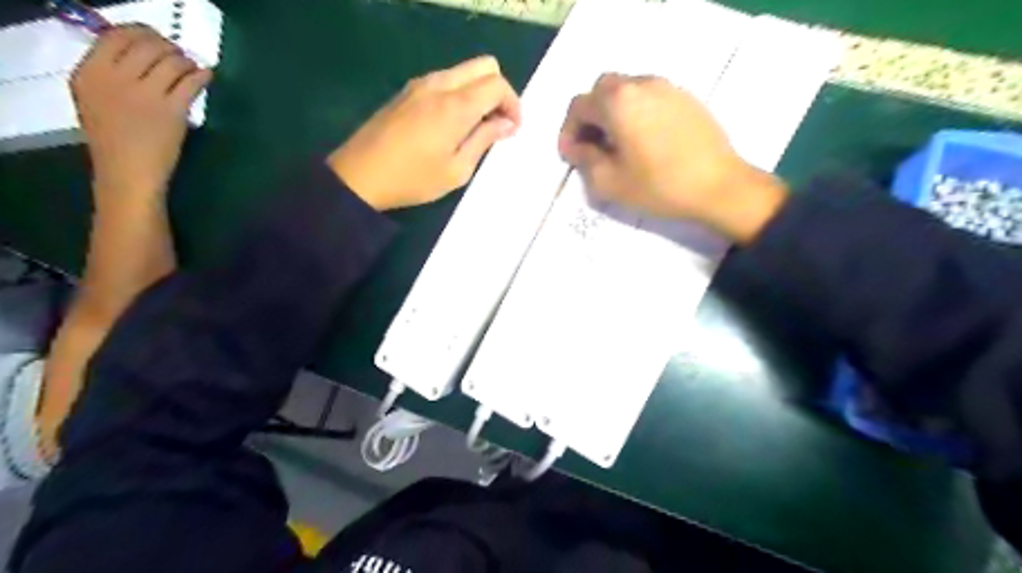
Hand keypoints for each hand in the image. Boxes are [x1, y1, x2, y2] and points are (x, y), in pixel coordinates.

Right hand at [73, 27, 213, 205]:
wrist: (128, 172)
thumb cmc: (114, 141)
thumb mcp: (95, 100)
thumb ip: (109, 76)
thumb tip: (138, 56)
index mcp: (88, 73)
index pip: (115, 37)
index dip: (141, 34)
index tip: (156, 40)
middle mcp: (114, 77)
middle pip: (146, 45)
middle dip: (168, 47)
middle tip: (179, 55)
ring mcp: (144, 93)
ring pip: (171, 61)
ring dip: (186, 61)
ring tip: (192, 68)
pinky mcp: (172, 109)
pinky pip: (190, 82)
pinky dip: (202, 75)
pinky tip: (207, 75)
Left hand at [327, 56, 519, 209]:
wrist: (360, 176)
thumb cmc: (413, 179)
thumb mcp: (457, 170)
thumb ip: (484, 140)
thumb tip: (506, 123)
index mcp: (455, 105)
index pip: (497, 84)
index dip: (513, 104)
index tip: (513, 128)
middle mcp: (439, 84)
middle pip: (484, 65)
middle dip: (499, 91)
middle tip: (499, 123)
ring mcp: (420, 85)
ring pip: (463, 71)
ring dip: (479, 91)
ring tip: (477, 127)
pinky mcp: (407, 91)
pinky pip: (445, 80)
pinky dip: (460, 93)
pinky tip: (454, 124)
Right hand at [555, 72, 783, 240]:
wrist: (719, 187)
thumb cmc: (659, 186)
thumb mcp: (609, 181)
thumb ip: (584, 159)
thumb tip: (575, 146)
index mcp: (618, 101)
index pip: (578, 106)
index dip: (568, 131)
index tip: (571, 155)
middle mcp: (641, 84)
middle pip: (602, 90)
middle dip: (590, 116)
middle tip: (592, 146)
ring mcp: (667, 87)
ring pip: (627, 90)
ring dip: (613, 113)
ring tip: (618, 145)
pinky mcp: (686, 98)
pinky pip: (650, 97)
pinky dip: (637, 112)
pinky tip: (645, 141)